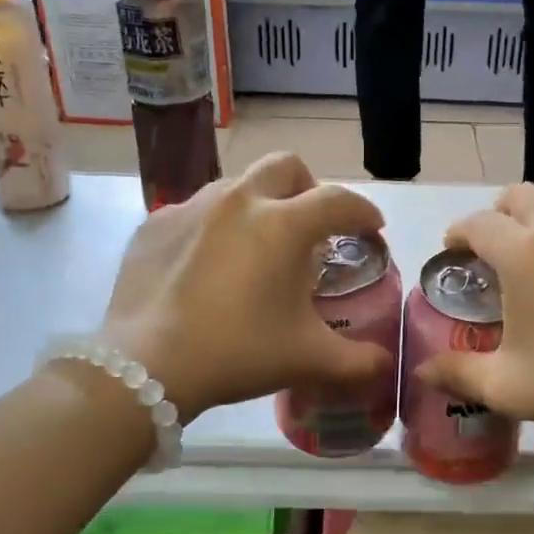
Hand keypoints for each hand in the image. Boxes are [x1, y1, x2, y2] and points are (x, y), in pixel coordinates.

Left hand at [93, 154, 390, 420]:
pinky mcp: (154, 225)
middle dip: (308, 188)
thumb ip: (359, 361)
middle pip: (286, 167)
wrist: (147, 367)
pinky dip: (216, 227)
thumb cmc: (238, 353)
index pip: (338, 201)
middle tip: (311, 227)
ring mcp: (191, 207)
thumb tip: (386, 366)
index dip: (363, 212)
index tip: (372, 229)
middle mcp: (238, 200)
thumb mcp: (307, 359)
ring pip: (238, 185)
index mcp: (283, 225)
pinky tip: (209, 266)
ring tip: (257, 249)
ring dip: (260, 205)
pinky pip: (196, 211)